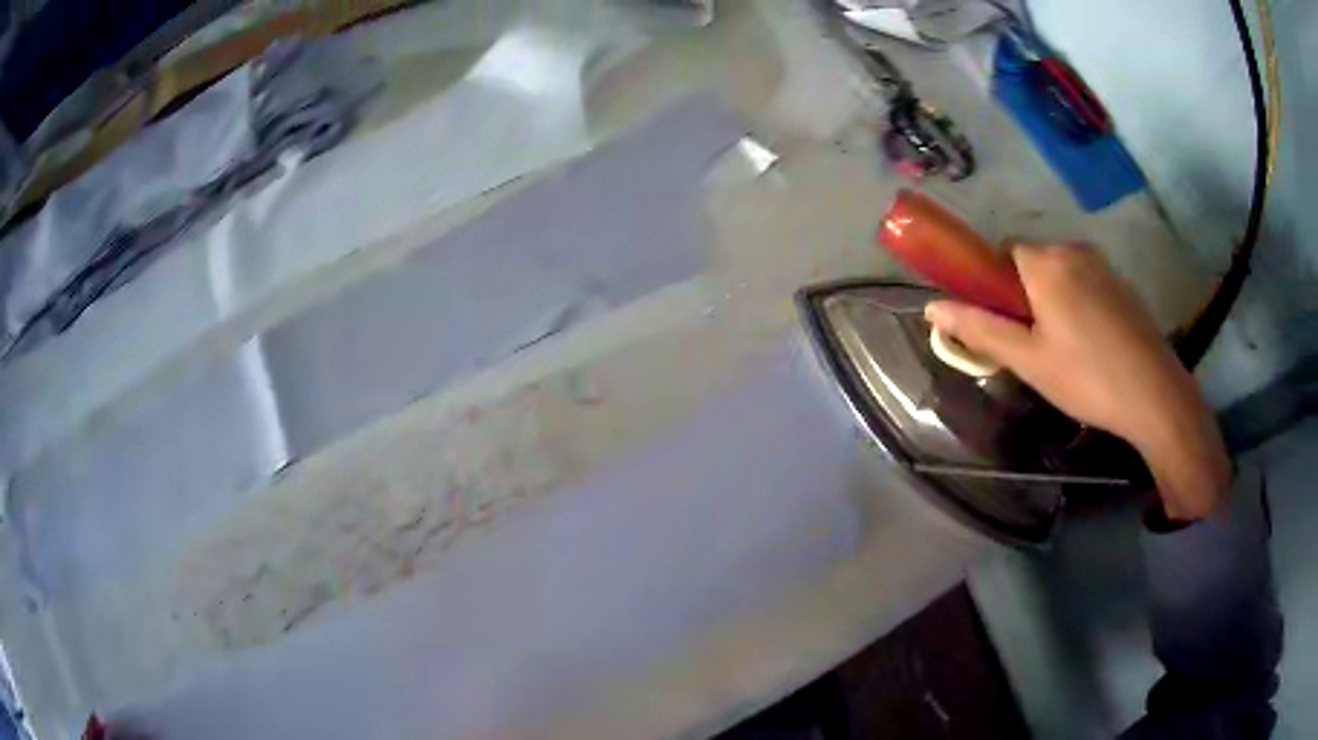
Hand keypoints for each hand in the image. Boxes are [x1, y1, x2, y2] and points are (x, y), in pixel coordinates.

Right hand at [924, 243, 1230, 519]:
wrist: (1155, 394)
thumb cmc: (1087, 377)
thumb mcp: (1028, 360)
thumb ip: (980, 328)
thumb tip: (932, 308)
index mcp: (1045, 261)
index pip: (1002, 252)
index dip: (994, 284)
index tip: (1000, 322)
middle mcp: (1073, 249)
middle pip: (1032, 262)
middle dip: (1023, 295)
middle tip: (1030, 345)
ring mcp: (1102, 265)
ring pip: (1060, 273)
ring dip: (1050, 301)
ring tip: (1062, 351)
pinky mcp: (1121, 283)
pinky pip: (1084, 282)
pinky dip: (1076, 304)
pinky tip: (1089, 346)